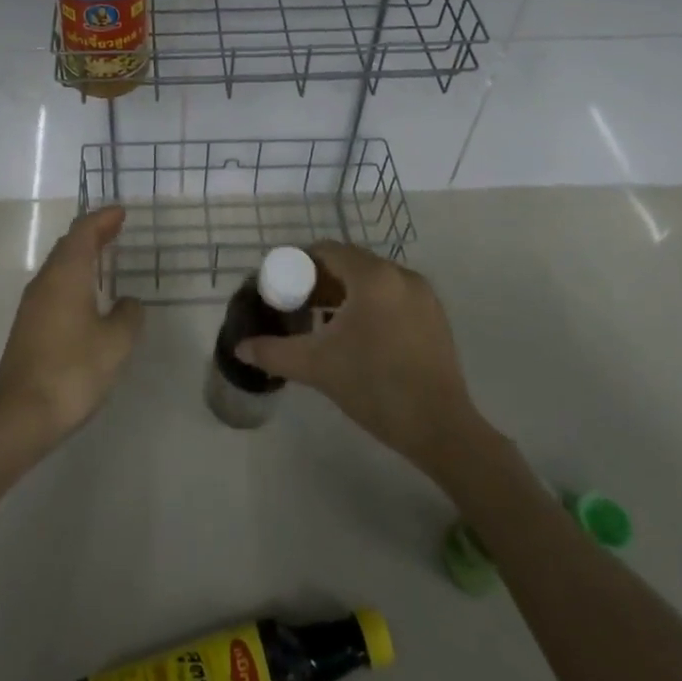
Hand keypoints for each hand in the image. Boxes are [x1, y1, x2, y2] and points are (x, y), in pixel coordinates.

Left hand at [0, 207, 143, 442]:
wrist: (20, 415)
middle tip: (116, 229)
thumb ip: (128, 315)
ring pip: (59, 266)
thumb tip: (127, 303)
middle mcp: (45, 282)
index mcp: (66, 274)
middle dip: (92, 234)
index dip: (102, 219)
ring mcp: (32, 305)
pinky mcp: (28, 327)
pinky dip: (73, 278)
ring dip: (81, 256)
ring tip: (104, 257)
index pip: (83, 232)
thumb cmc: (73, 370)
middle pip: (68, 245)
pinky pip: (54, 287)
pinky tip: (86, 296)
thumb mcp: (116, 342)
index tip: (121, 212)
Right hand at [235, 241, 482, 473]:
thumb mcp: (317, 367)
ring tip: (322, 324)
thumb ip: (274, 352)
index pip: (327, 250)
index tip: (281, 287)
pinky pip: (392, 295)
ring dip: (344, 293)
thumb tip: (240, 347)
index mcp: (373, 276)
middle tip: (297, 306)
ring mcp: (422, 294)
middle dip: (320, 280)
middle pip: (350, 263)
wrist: (441, 430)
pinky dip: (369, 304)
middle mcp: (400, 274)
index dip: (299, 264)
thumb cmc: (375, 387)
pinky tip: (357, 337)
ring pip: (372, 280)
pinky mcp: (434, 316)